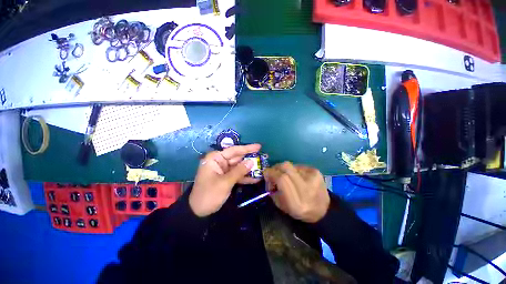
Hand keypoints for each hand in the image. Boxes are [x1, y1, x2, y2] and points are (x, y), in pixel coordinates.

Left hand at [189, 144, 261, 216]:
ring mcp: (223, 170)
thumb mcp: (225, 182)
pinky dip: (245, 177)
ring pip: (239, 167)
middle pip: (237, 158)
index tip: (259, 146)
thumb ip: (239, 171)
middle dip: (249, 159)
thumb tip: (251, 162)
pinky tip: (256, 179)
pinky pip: (237, 175)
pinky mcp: (226, 178)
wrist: (198, 212)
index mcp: (215, 158)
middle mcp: (219, 162)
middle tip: (263, 157)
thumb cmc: (209, 194)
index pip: (233, 150)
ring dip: (249, 169)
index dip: (247, 148)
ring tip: (262, 168)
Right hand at [264, 162, 329, 222]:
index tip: (265, 174)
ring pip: (291, 165)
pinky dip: (293, 170)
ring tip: (286, 176)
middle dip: (276, 168)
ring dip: (284, 170)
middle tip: (273, 173)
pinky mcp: (316, 171)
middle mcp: (306, 188)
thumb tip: (268, 176)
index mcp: (297, 202)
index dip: (271, 173)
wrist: (323, 209)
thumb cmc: (300, 211)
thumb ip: (272, 190)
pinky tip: (296, 176)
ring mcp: (313, 178)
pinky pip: (297, 166)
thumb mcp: (282, 206)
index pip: (281, 179)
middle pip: (286, 167)